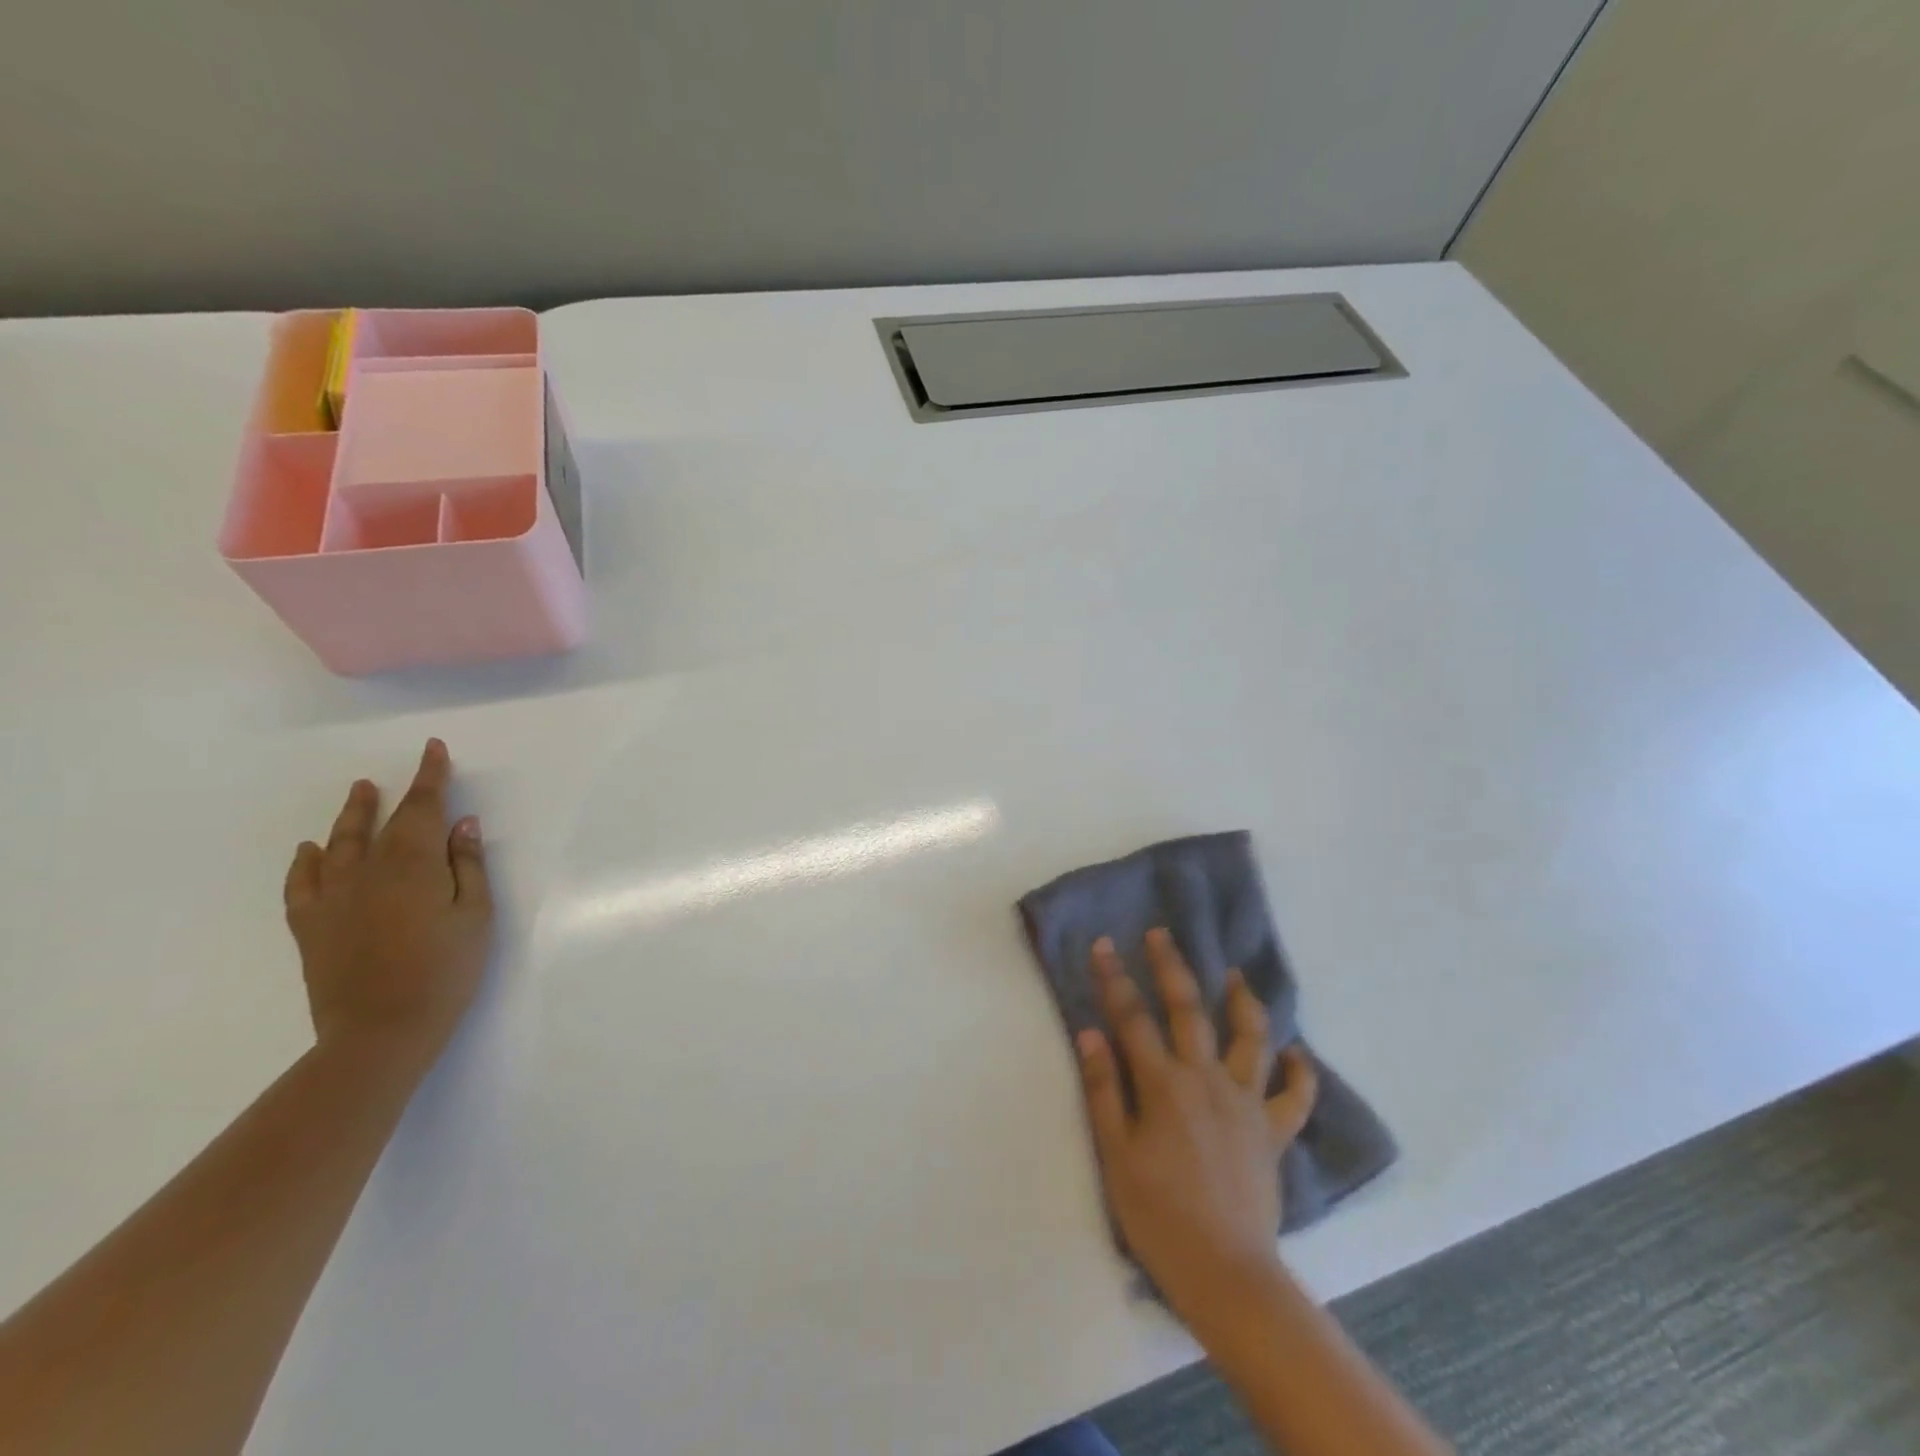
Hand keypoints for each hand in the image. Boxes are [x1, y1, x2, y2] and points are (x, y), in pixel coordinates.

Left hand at [282, 739, 493, 1064]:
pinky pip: (303, 883)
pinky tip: (310, 851)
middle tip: (403, 771)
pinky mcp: (311, 926)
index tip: (433, 750)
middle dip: (397, 793)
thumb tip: (461, 825)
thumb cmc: (445, 971)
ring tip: (358, 792)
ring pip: (339, 844)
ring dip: (351, 816)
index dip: (431, 777)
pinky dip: (306, 862)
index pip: (423, 808)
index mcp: (414, 865)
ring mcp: (334, 898)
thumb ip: (468, 867)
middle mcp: (368, 871)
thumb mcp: (477, 916)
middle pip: (383, 822)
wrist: (381, 1031)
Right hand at [1076, 928, 1317, 1321]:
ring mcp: (1245, 1103)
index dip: (1114, 978)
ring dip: (1243, 1001)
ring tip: (1235, 975)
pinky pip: (1294, 1096)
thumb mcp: (1115, 1154)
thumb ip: (1103, 1088)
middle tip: (1162, 934)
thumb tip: (1089, 1032)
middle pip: (1189, 1010)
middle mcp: (1207, 1079)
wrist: (1225, 1273)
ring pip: (1250, 1038)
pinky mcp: (1272, 1131)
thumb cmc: (1158, 1215)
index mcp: (1164, 1084)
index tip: (1103, 944)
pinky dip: (1299, 1071)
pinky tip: (1297, 1053)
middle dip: (1172, 967)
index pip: (1132, 1017)